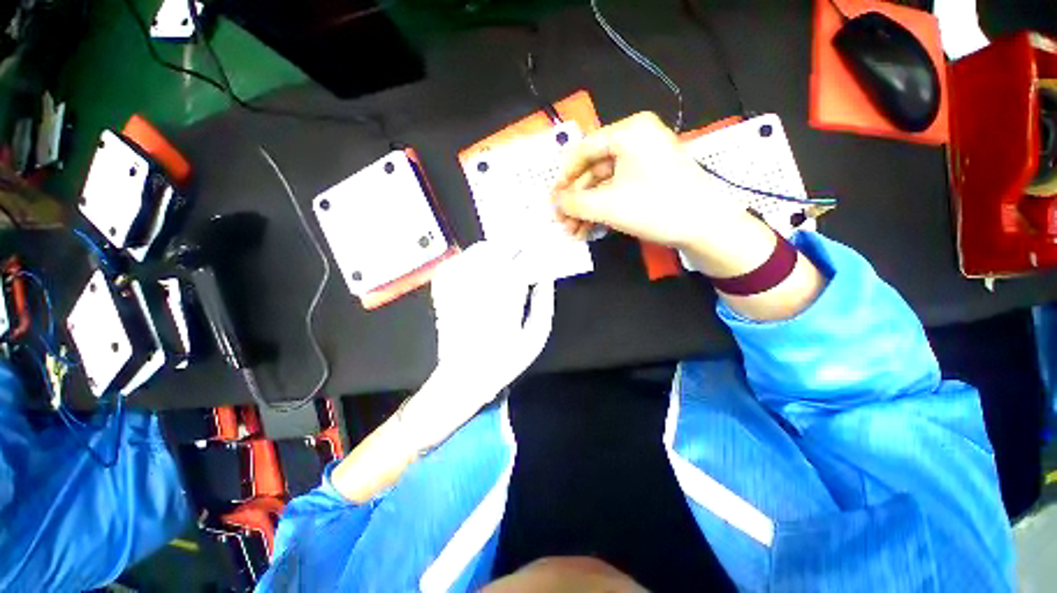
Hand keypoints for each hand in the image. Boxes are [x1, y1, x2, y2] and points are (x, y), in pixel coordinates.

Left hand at [401, 241, 554, 449]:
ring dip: (493, 248)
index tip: (540, 248)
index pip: (523, 261)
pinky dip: (467, 258)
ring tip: (502, 252)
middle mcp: (483, 287)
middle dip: (513, 244)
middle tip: (522, 246)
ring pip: (477, 253)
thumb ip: (544, 305)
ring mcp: (461, 287)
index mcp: (508, 298)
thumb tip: (546, 278)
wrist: (465, 376)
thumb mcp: (535, 338)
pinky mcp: (445, 292)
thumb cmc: (505, 360)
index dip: (533, 250)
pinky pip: (455, 264)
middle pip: (499, 250)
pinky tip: (476, 262)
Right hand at [553, 112, 748, 248]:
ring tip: (574, 232)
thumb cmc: (656, 208)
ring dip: (587, 209)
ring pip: (605, 184)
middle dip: (576, 200)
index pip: (583, 150)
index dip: (564, 177)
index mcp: (629, 131)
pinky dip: (603, 209)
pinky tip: (590, 228)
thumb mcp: (607, 206)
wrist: (707, 228)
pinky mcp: (651, 179)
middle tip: (562, 222)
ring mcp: (646, 160)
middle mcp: (637, 139)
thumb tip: (555, 204)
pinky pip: (619, 190)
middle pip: (594, 169)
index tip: (552, 200)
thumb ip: (574, 203)